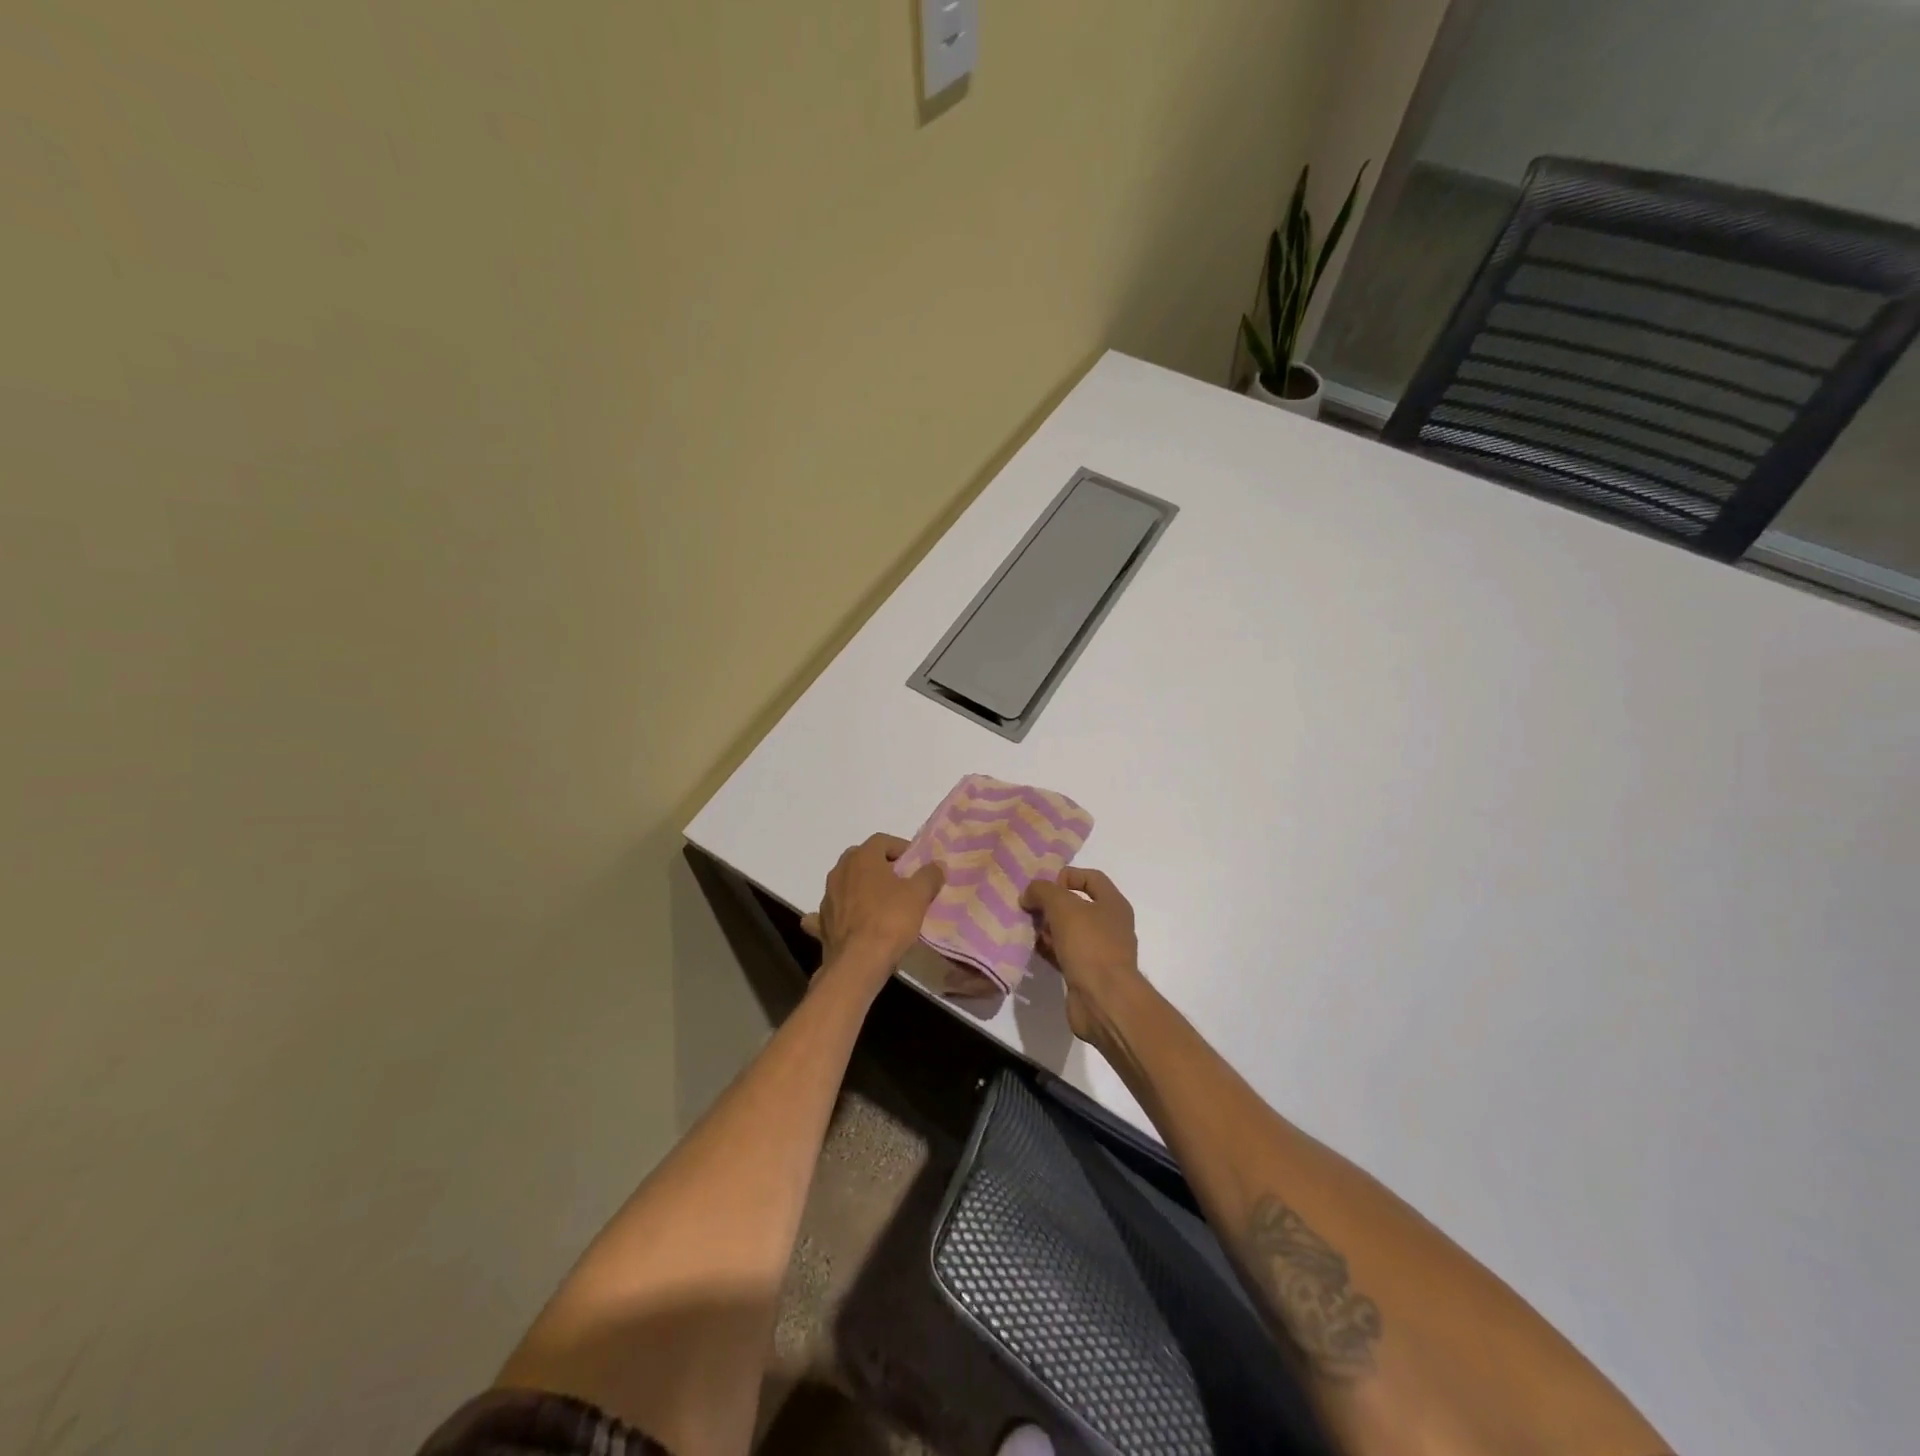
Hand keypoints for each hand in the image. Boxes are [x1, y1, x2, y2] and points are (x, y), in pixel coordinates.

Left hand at [801, 833, 944, 981]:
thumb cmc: (890, 920)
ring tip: (881, 902)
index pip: (882, 840)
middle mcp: (840, 871)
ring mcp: (827, 897)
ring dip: (861, 887)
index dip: (900, 848)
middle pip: (861, 859)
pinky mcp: (822, 922)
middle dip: (880, 866)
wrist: (858, 962)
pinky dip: (842, 912)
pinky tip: (851, 921)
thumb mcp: (919, 895)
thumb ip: (929, 875)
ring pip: (846, 883)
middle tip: (900, 880)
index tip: (915, 863)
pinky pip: (833, 910)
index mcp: (862, 858)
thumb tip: (936, 866)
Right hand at [1022, 868, 1147, 1042]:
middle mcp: (1110, 925)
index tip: (1044, 887)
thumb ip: (1043, 891)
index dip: (1067, 876)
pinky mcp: (1087, 973)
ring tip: (1027, 928)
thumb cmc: (1089, 944)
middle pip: (1077, 905)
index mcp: (1113, 904)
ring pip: (1069, 931)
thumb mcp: (1062, 906)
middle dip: (1052, 904)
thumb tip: (1029, 894)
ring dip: (1048, 928)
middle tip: (1030, 908)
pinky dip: (1049, 949)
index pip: (1091, 877)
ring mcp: (1100, 951)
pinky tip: (1032, 949)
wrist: (1104, 1000)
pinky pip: (1065, 954)